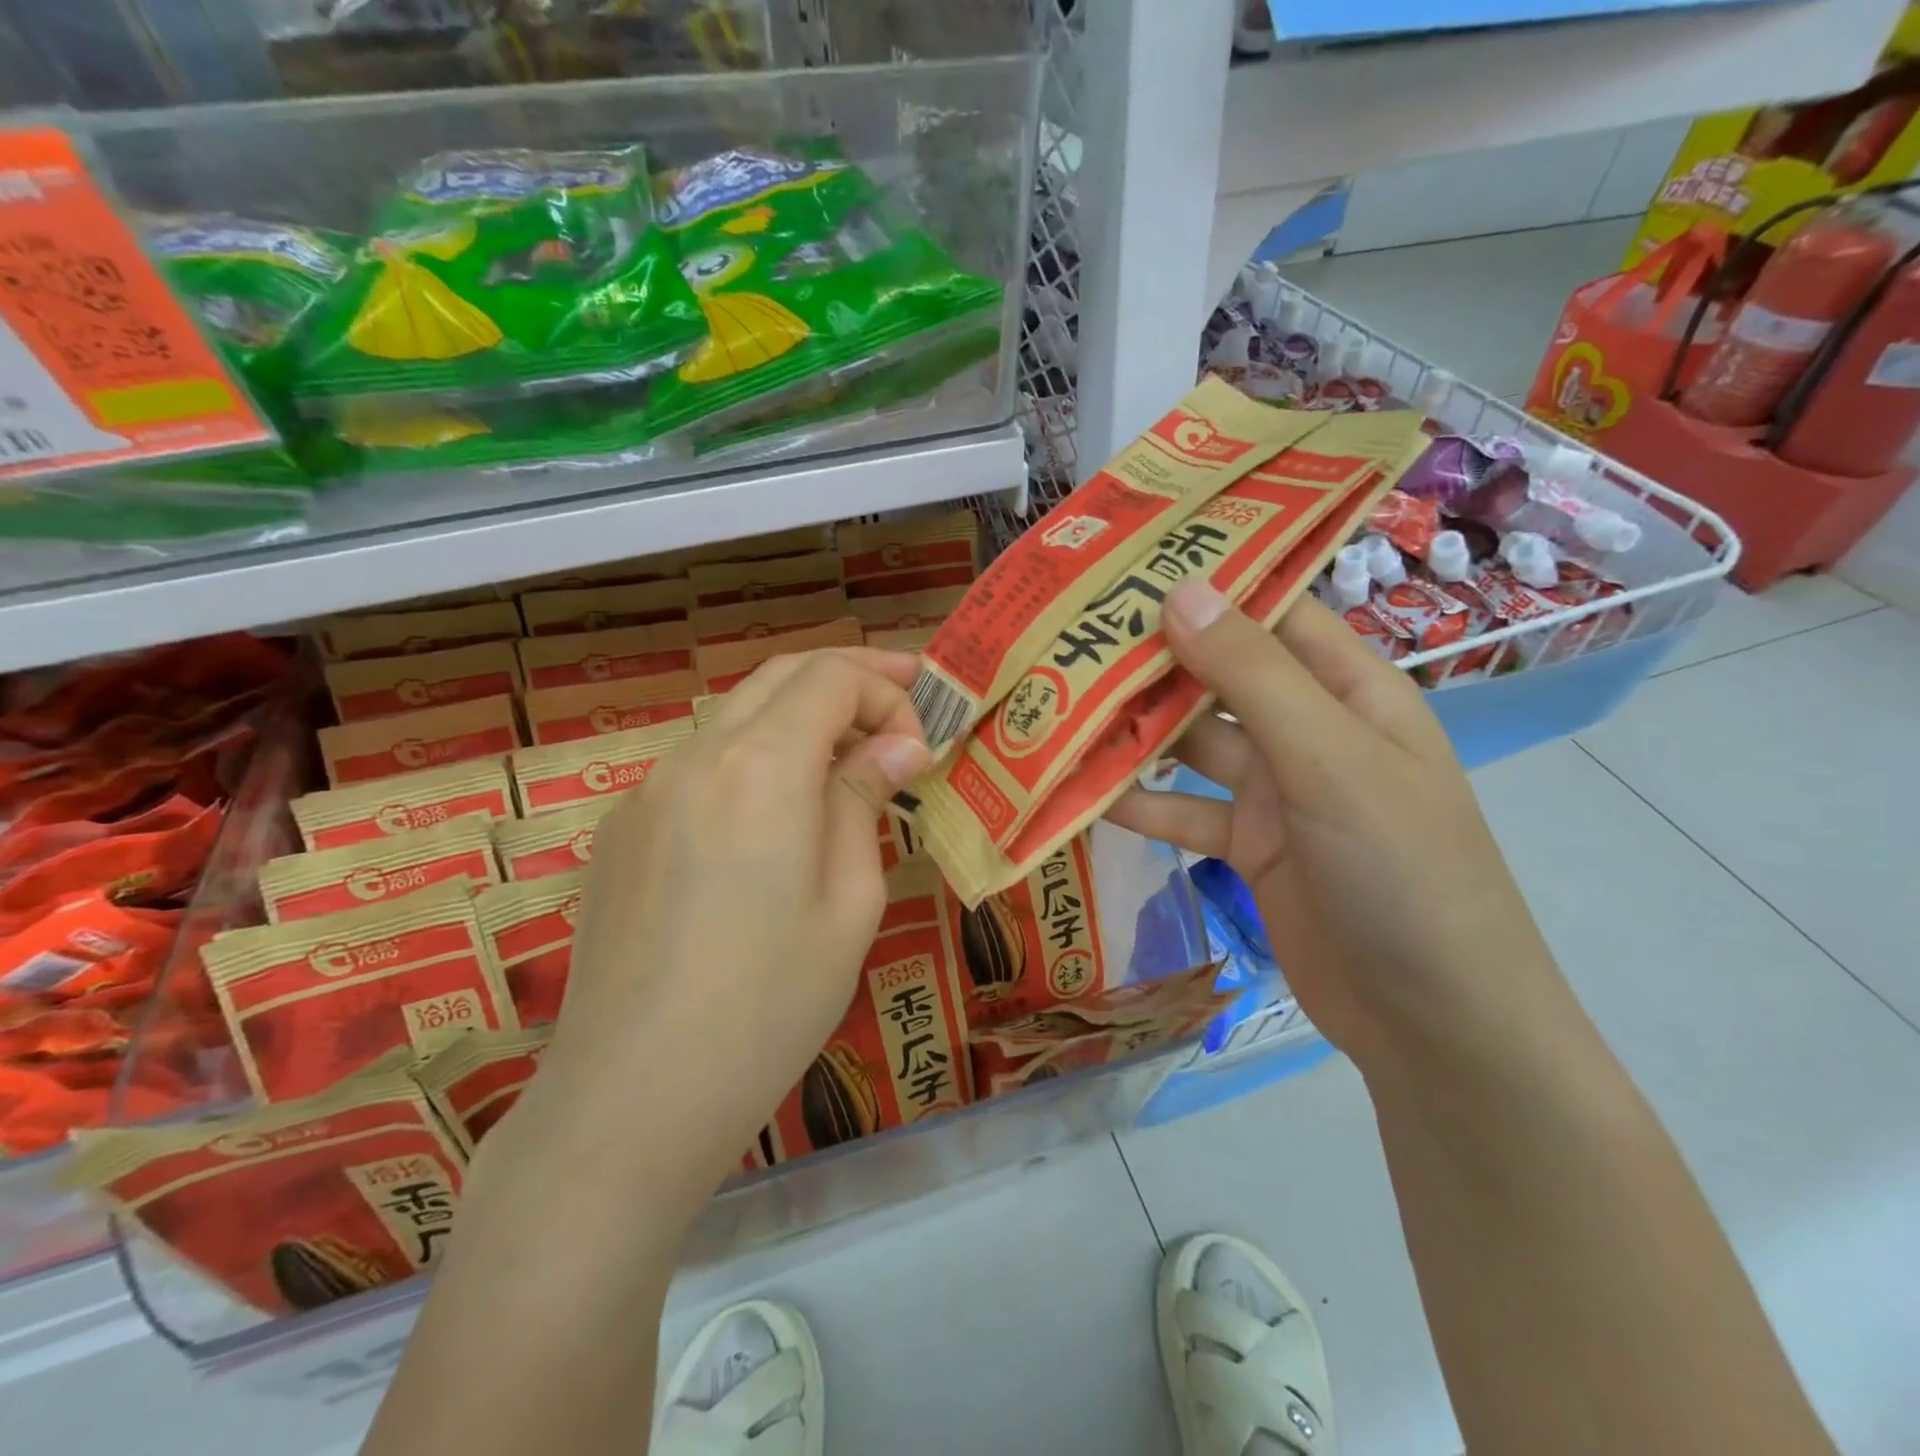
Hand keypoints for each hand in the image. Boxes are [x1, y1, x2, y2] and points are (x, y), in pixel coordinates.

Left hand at [521, 648, 931, 1192]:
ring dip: (800, 717)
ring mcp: (645, 791)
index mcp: (759, 767)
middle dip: (850, 677)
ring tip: (850, 758)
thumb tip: (896, 746)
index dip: (887, 691)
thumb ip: (862, 802)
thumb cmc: (768, 1008)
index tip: (920, 747)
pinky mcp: (622, 829)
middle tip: (905, 699)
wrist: (631, 1099)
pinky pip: (700, 765)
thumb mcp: (849, 904)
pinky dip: (754, 759)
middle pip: (780, 675)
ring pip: (737, 715)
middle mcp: (694, 756)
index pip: (831, 676)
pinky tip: (775, 818)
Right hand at [1105, 583, 1568, 1071]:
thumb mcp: (1330, 761)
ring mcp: (1276, 792)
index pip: (1271, 612)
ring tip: (1057, 709)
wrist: (1435, 1025)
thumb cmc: (1404, 871)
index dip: (1206, 584)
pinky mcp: (1248, 847)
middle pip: (1219, 678)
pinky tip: (1081, 794)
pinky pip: (1183, 812)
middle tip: (1069, 635)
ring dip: (1134, 733)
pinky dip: (1139, 803)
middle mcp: (1308, 731)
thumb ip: (1253, 676)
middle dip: (1153, 660)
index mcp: (1349, 691)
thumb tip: (1179, 591)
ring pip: (1192, 746)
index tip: (1127, 564)